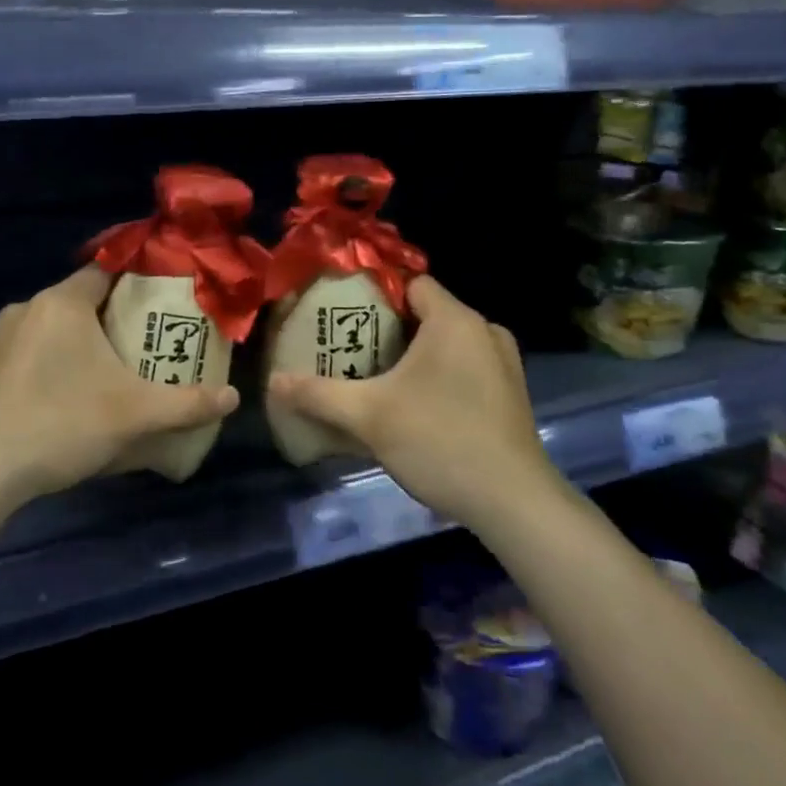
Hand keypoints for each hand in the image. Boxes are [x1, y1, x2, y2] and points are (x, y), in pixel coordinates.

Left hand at [0, 266, 239, 503]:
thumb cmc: (61, 422)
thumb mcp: (135, 415)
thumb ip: (188, 404)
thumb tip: (233, 397)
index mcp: (61, 302)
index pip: (108, 270)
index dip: (141, 278)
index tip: (170, 294)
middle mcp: (28, 308)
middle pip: (85, 298)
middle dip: (120, 315)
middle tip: (155, 337)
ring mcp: (3, 339)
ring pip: (58, 326)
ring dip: (88, 340)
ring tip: (121, 367)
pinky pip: (37, 350)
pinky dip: (62, 360)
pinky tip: (78, 394)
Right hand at [268, 275, 563, 528]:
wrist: (512, 502)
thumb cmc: (439, 440)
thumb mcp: (369, 416)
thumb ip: (318, 394)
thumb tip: (273, 381)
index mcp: (455, 320)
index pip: (410, 283)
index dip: (374, 294)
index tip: (342, 313)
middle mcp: (484, 331)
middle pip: (426, 314)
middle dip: (387, 329)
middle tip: (349, 349)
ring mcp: (503, 364)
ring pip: (447, 344)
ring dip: (413, 356)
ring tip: (375, 377)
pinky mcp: (510, 394)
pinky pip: (465, 368)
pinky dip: (438, 376)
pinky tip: (414, 406)